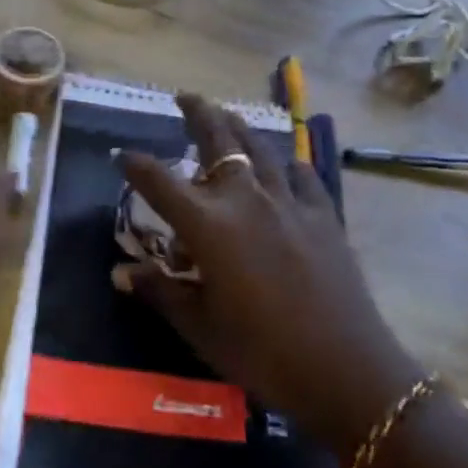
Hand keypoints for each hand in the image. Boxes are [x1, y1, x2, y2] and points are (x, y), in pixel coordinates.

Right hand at [116, 95, 420, 457]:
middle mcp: (244, 198)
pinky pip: (301, 175)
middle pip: (217, 140)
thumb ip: (161, 292)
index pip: (159, 181)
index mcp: (208, 225)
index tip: (121, 155)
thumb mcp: (200, 328)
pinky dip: (287, 164)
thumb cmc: (263, 353)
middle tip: (185, 97)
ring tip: (227, 113)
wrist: (346, 370)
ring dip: (238, 127)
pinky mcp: (323, 213)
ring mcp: (288, 201)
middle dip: (197, 113)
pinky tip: (286, 164)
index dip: (135, 165)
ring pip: (258, 147)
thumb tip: (122, 273)